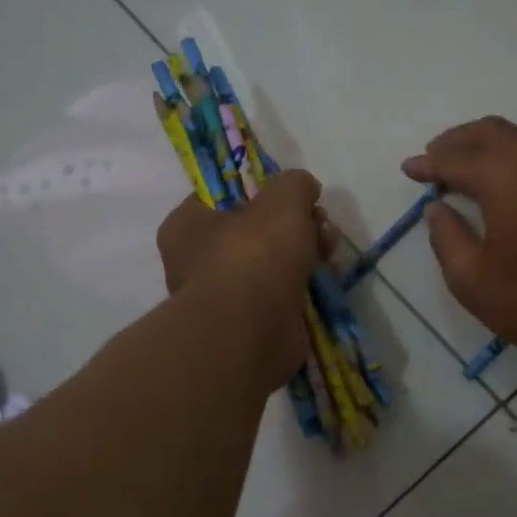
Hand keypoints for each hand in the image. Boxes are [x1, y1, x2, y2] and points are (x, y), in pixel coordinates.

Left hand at [155, 171, 337, 389]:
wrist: (250, 333)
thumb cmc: (253, 255)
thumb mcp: (281, 199)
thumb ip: (294, 184)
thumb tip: (304, 189)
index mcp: (187, 225)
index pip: (221, 197)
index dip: (261, 192)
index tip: (293, 196)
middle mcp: (197, 262)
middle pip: (253, 230)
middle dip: (294, 223)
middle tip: (320, 222)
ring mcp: (224, 297)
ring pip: (270, 264)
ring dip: (303, 253)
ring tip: (330, 250)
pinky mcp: (250, 325)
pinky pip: (279, 296)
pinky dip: (301, 288)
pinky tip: (324, 281)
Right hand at [404, 118, 516, 367]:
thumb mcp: (471, 279)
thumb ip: (446, 237)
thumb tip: (437, 208)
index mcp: (504, 176)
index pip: (456, 159)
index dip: (429, 164)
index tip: (409, 169)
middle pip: (493, 132)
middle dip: (459, 140)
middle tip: (436, 155)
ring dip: (495, 142)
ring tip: (475, 160)